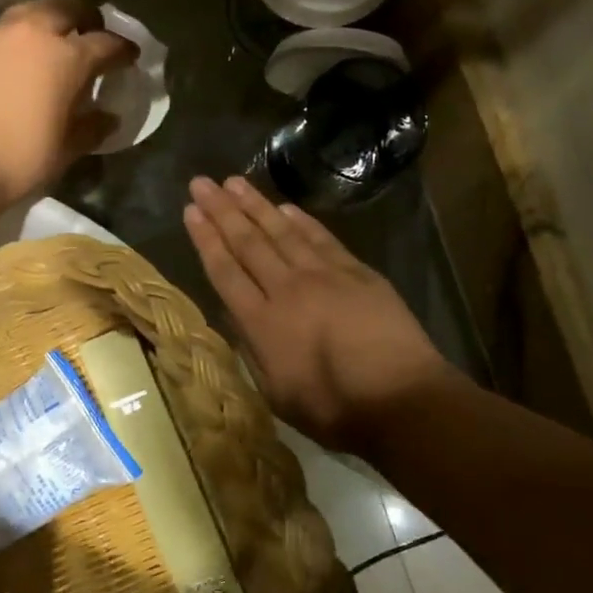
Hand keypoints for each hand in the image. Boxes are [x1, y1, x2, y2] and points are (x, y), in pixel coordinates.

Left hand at [0, 0, 136, 207]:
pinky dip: (8, 45)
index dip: (122, 50)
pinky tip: (5, 68)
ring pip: (26, 14)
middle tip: (88, 34)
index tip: (129, 57)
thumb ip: (91, 128)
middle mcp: (32, 33)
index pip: (106, 43)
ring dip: (43, 24)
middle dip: (83, 17)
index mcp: (66, 57)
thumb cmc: (19, 159)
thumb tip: (107, 118)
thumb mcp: (65, 149)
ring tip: (45, 46)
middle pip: (65, 7)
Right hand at [184, 175, 455, 455]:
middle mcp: (287, 289)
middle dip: (221, 210)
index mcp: (262, 323)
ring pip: (281, 232)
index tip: (190, 211)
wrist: (402, 399)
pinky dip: (301, 221)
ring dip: (255, 205)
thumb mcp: (276, 393)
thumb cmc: (334, 410)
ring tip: (234, 182)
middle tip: (202, 183)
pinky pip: (321, 239)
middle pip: (248, 242)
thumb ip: (252, 350)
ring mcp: (325, 276)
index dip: (205, 239)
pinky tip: (284, 207)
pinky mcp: (357, 272)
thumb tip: (236, 316)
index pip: (225, 271)